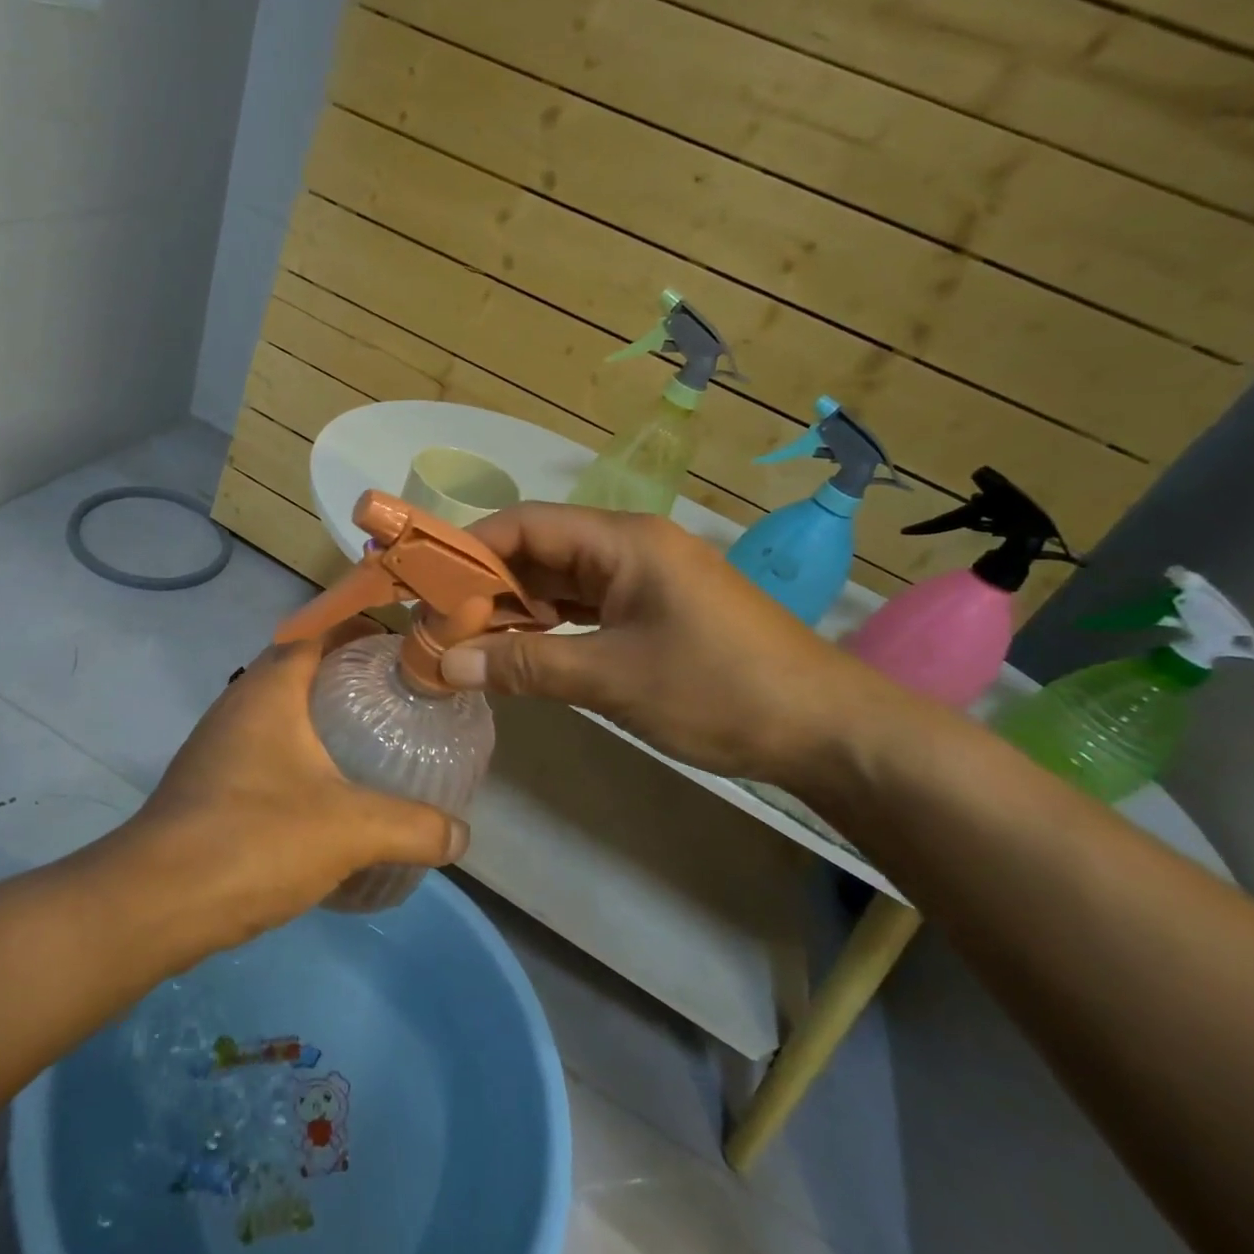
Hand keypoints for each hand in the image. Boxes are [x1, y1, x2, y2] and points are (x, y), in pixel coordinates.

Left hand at [118, 619, 469, 952]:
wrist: (153, 904)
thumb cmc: (254, 838)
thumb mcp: (350, 830)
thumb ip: (414, 828)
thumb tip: (462, 835)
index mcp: (270, 689)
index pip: (318, 631)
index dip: (360, 627)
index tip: (403, 646)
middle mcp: (239, 704)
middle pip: (300, 667)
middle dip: (348, 673)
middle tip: (398, 695)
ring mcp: (218, 744)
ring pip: (280, 710)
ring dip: (321, 715)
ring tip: (371, 739)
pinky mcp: (209, 783)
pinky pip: (265, 748)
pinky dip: (300, 753)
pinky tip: (328, 792)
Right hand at [438, 505, 911, 792]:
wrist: (827, 730)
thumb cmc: (720, 689)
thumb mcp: (613, 678)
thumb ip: (526, 666)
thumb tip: (445, 664)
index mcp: (623, 541)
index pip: (527, 523)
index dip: (471, 547)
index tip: (425, 581)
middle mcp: (629, 548)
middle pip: (539, 551)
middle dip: (486, 583)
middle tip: (437, 621)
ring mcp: (643, 580)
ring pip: (560, 581)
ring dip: (514, 607)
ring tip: (465, 638)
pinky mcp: (652, 612)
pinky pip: (584, 607)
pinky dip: (547, 625)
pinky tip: (517, 648)